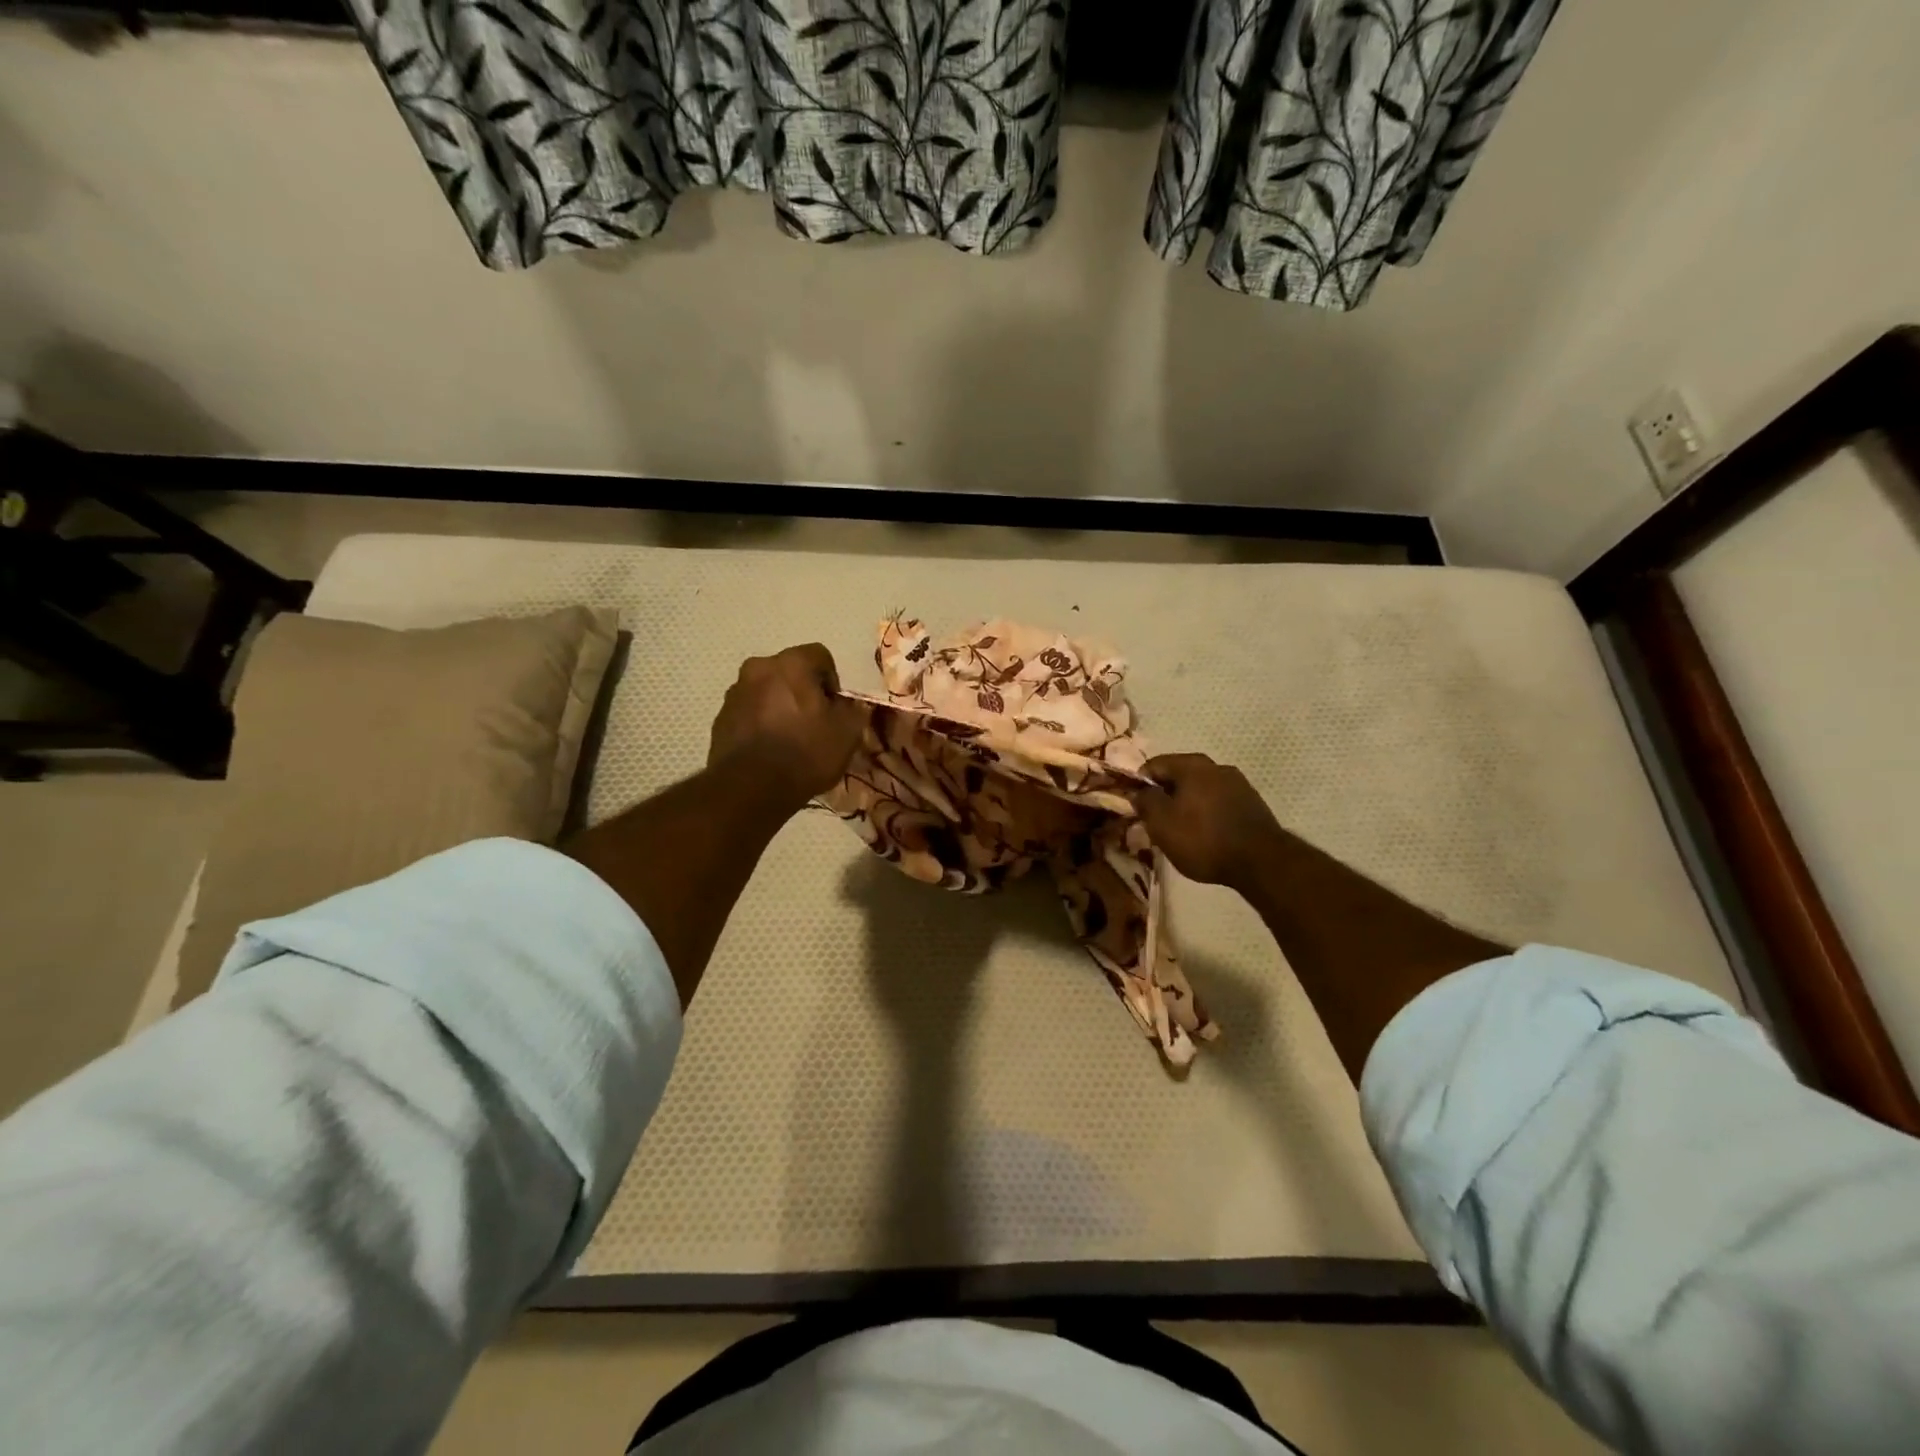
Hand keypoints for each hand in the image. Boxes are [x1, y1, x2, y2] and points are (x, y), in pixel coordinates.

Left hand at [708, 643, 864, 811]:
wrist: (753, 788)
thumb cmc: (806, 752)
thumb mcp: (847, 733)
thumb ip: (855, 710)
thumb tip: (852, 704)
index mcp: (792, 663)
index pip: (820, 655)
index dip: (832, 681)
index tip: (834, 709)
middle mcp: (758, 668)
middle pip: (789, 672)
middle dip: (803, 692)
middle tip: (814, 723)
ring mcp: (735, 693)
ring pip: (766, 691)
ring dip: (779, 706)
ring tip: (790, 739)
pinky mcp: (720, 719)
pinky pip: (749, 713)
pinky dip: (760, 724)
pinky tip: (770, 750)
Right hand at [1128, 753, 1284, 888]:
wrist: (1260, 862)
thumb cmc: (1203, 839)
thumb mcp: (1161, 823)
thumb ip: (1145, 801)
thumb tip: (1139, 791)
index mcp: (1192, 765)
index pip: (1154, 765)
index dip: (1139, 784)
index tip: (1135, 807)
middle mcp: (1216, 766)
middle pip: (1179, 776)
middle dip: (1165, 795)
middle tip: (1156, 821)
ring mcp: (1238, 784)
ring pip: (1200, 790)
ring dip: (1187, 805)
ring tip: (1181, 831)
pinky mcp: (1252, 804)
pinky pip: (1218, 803)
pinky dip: (1206, 813)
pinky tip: (1205, 835)